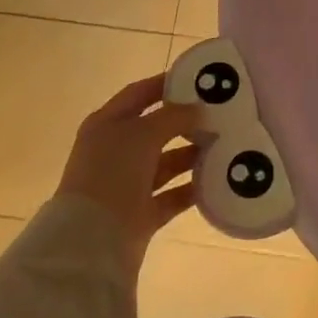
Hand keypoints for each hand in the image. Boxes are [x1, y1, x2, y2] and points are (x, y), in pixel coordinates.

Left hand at [59, 75, 208, 267]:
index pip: (139, 94)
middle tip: (220, 115)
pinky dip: (192, 188)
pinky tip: (217, 179)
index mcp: (107, 124)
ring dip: (192, 155)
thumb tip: (198, 110)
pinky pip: (172, 195)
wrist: (92, 238)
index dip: (166, 84)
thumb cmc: (112, 173)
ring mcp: (128, 183)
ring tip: (225, 145)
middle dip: (186, 122)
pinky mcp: (141, 213)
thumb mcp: (142, 134)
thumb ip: (173, 117)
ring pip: (166, 163)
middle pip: (155, 129)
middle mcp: (116, 151)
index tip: (199, 79)